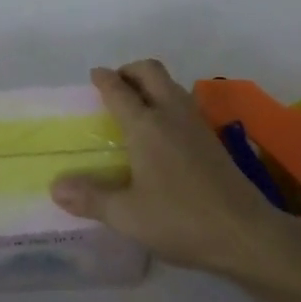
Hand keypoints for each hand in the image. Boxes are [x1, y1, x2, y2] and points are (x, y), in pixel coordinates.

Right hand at [50, 60, 300, 284]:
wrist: (245, 231)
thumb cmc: (181, 220)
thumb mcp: (128, 216)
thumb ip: (91, 198)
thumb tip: (56, 186)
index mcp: (146, 125)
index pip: (119, 90)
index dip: (104, 79)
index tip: (94, 75)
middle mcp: (171, 113)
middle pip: (150, 71)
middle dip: (130, 70)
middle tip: (115, 85)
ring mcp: (196, 123)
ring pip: (171, 84)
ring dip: (151, 83)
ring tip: (135, 104)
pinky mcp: (212, 137)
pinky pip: (184, 101)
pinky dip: (167, 99)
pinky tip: (162, 129)